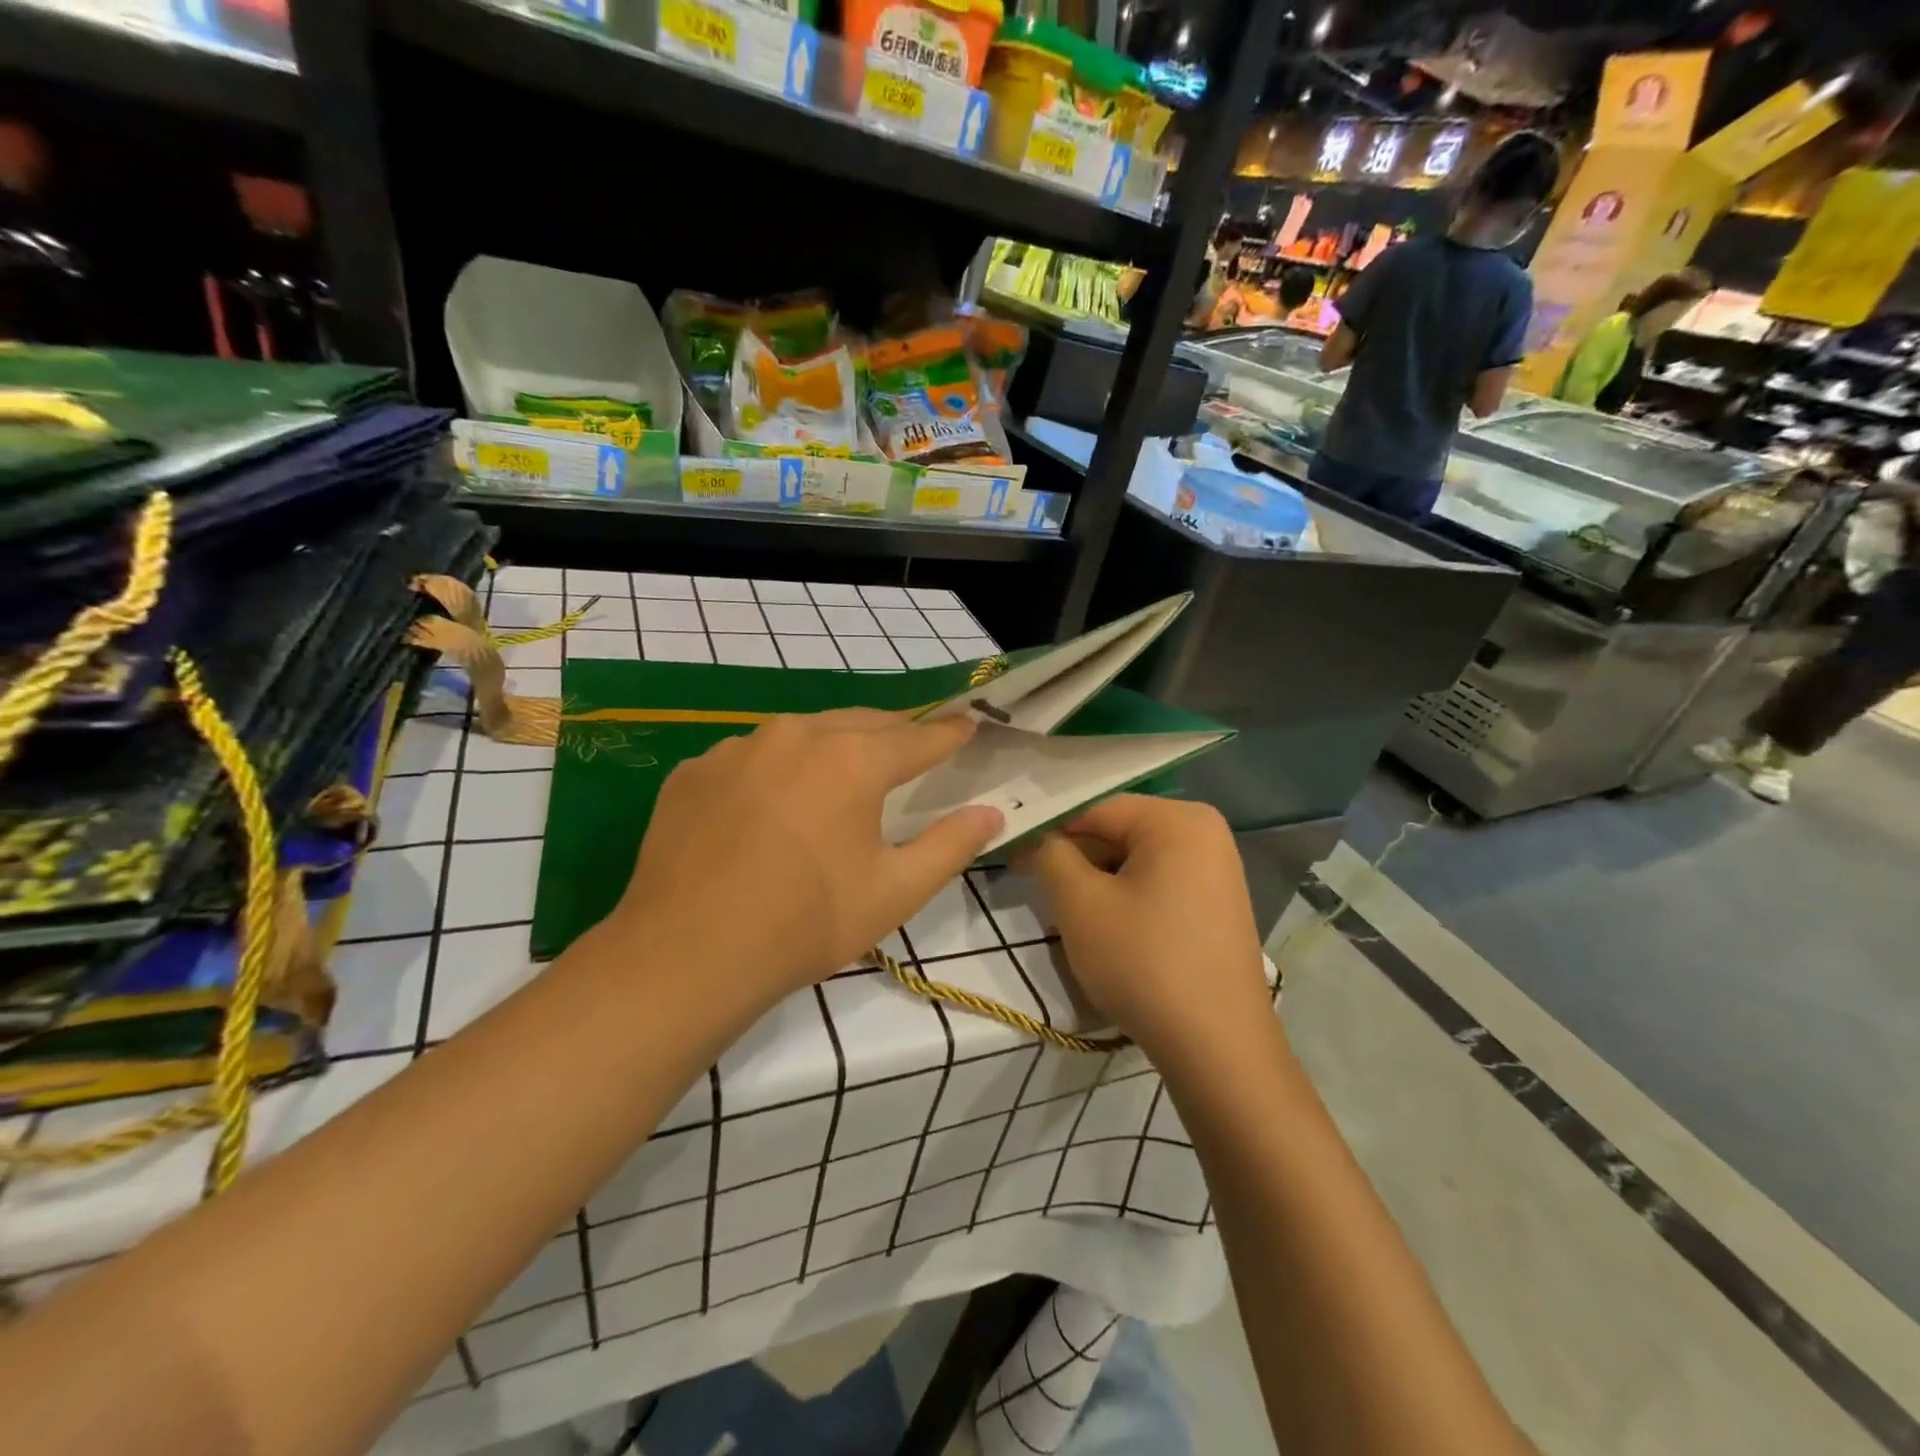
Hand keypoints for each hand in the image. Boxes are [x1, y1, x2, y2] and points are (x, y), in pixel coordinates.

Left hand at [609, 709, 1002, 1011]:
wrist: (687, 955)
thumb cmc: (806, 924)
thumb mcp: (895, 891)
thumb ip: (951, 845)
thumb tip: (990, 812)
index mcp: (853, 760)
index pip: (917, 737)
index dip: (948, 734)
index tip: (968, 725)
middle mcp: (796, 735)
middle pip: (861, 722)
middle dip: (894, 732)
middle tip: (914, 746)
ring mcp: (738, 747)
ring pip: (803, 732)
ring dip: (832, 745)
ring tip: (842, 773)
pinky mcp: (696, 770)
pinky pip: (752, 756)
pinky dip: (776, 769)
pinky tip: (770, 806)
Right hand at [1026, 796, 1270, 1058]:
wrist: (1217, 1048)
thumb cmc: (1143, 963)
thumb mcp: (1081, 904)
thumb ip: (1051, 856)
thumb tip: (1039, 839)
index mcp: (1178, 820)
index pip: (1095, 809)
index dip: (1049, 831)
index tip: (1012, 857)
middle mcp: (1205, 832)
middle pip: (1118, 832)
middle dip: (1075, 859)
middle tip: (1035, 888)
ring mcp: (1217, 869)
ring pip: (1135, 861)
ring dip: (1097, 882)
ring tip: (1070, 916)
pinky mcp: (1217, 904)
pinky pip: (1159, 884)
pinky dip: (1126, 898)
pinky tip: (1109, 931)